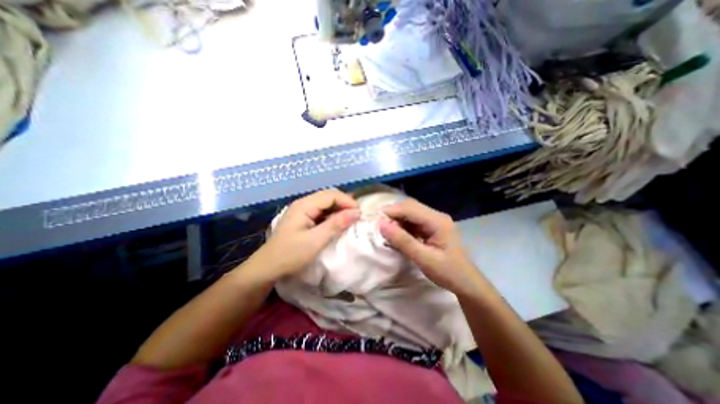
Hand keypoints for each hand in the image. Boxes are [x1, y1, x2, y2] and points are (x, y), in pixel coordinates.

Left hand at [257, 188, 359, 278]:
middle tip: (357, 216)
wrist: (267, 267)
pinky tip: (338, 222)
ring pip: (326, 203)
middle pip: (329, 196)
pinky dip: (332, 215)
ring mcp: (302, 210)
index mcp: (304, 205)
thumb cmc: (291, 254)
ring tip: (351, 219)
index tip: (360, 214)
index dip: (347, 202)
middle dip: (345, 203)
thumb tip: (356, 212)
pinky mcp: (303, 218)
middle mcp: (303, 203)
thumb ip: (336, 224)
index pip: (331, 195)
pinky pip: (322, 211)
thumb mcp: (316, 240)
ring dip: (339, 209)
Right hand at [379, 198, 480, 293]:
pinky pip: (413, 221)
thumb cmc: (448, 272)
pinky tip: (398, 235)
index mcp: (437, 221)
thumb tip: (381, 225)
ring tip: (387, 232)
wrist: (466, 283)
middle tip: (380, 227)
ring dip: (397, 220)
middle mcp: (436, 216)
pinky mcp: (432, 227)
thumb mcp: (423, 258)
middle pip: (410, 207)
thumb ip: (402, 241)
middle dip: (393, 215)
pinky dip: (403, 226)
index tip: (376, 222)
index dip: (391, 212)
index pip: (410, 208)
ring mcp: (434, 221)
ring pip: (410, 213)